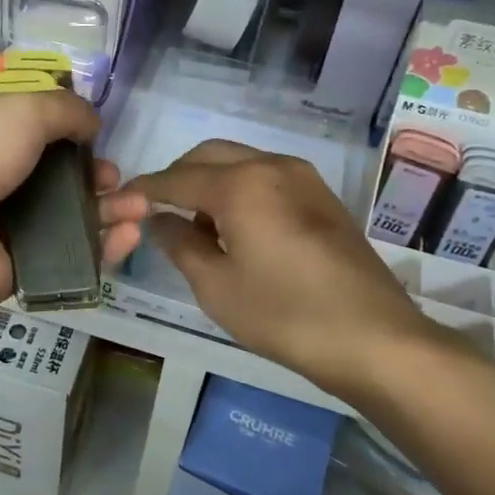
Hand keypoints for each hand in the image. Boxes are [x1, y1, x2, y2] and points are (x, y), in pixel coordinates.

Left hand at [0, 92, 147, 325]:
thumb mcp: (20, 108)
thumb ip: (64, 111)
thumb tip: (92, 122)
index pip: (27, 129)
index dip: (66, 133)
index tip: (94, 137)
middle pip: (53, 176)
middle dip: (93, 176)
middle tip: (114, 179)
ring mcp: (0, 225)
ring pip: (65, 217)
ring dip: (107, 210)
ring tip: (139, 207)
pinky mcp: (16, 268)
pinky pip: (66, 256)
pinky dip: (100, 247)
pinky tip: (129, 236)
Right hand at [132, 141, 466, 398]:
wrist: (375, 338)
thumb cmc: (286, 315)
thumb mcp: (217, 287)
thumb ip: (179, 244)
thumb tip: (159, 220)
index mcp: (241, 183)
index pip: (176, 177)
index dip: (144, 190)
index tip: (118, 201)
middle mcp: (272, 165)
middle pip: (209, 156)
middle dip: (178, 177)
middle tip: (157, 212)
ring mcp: (303, 177)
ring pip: (240, 162)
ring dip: (211, 182)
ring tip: (198, 226)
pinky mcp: (322, 196)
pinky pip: (266, 177)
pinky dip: (240, 190)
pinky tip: (237, 229)